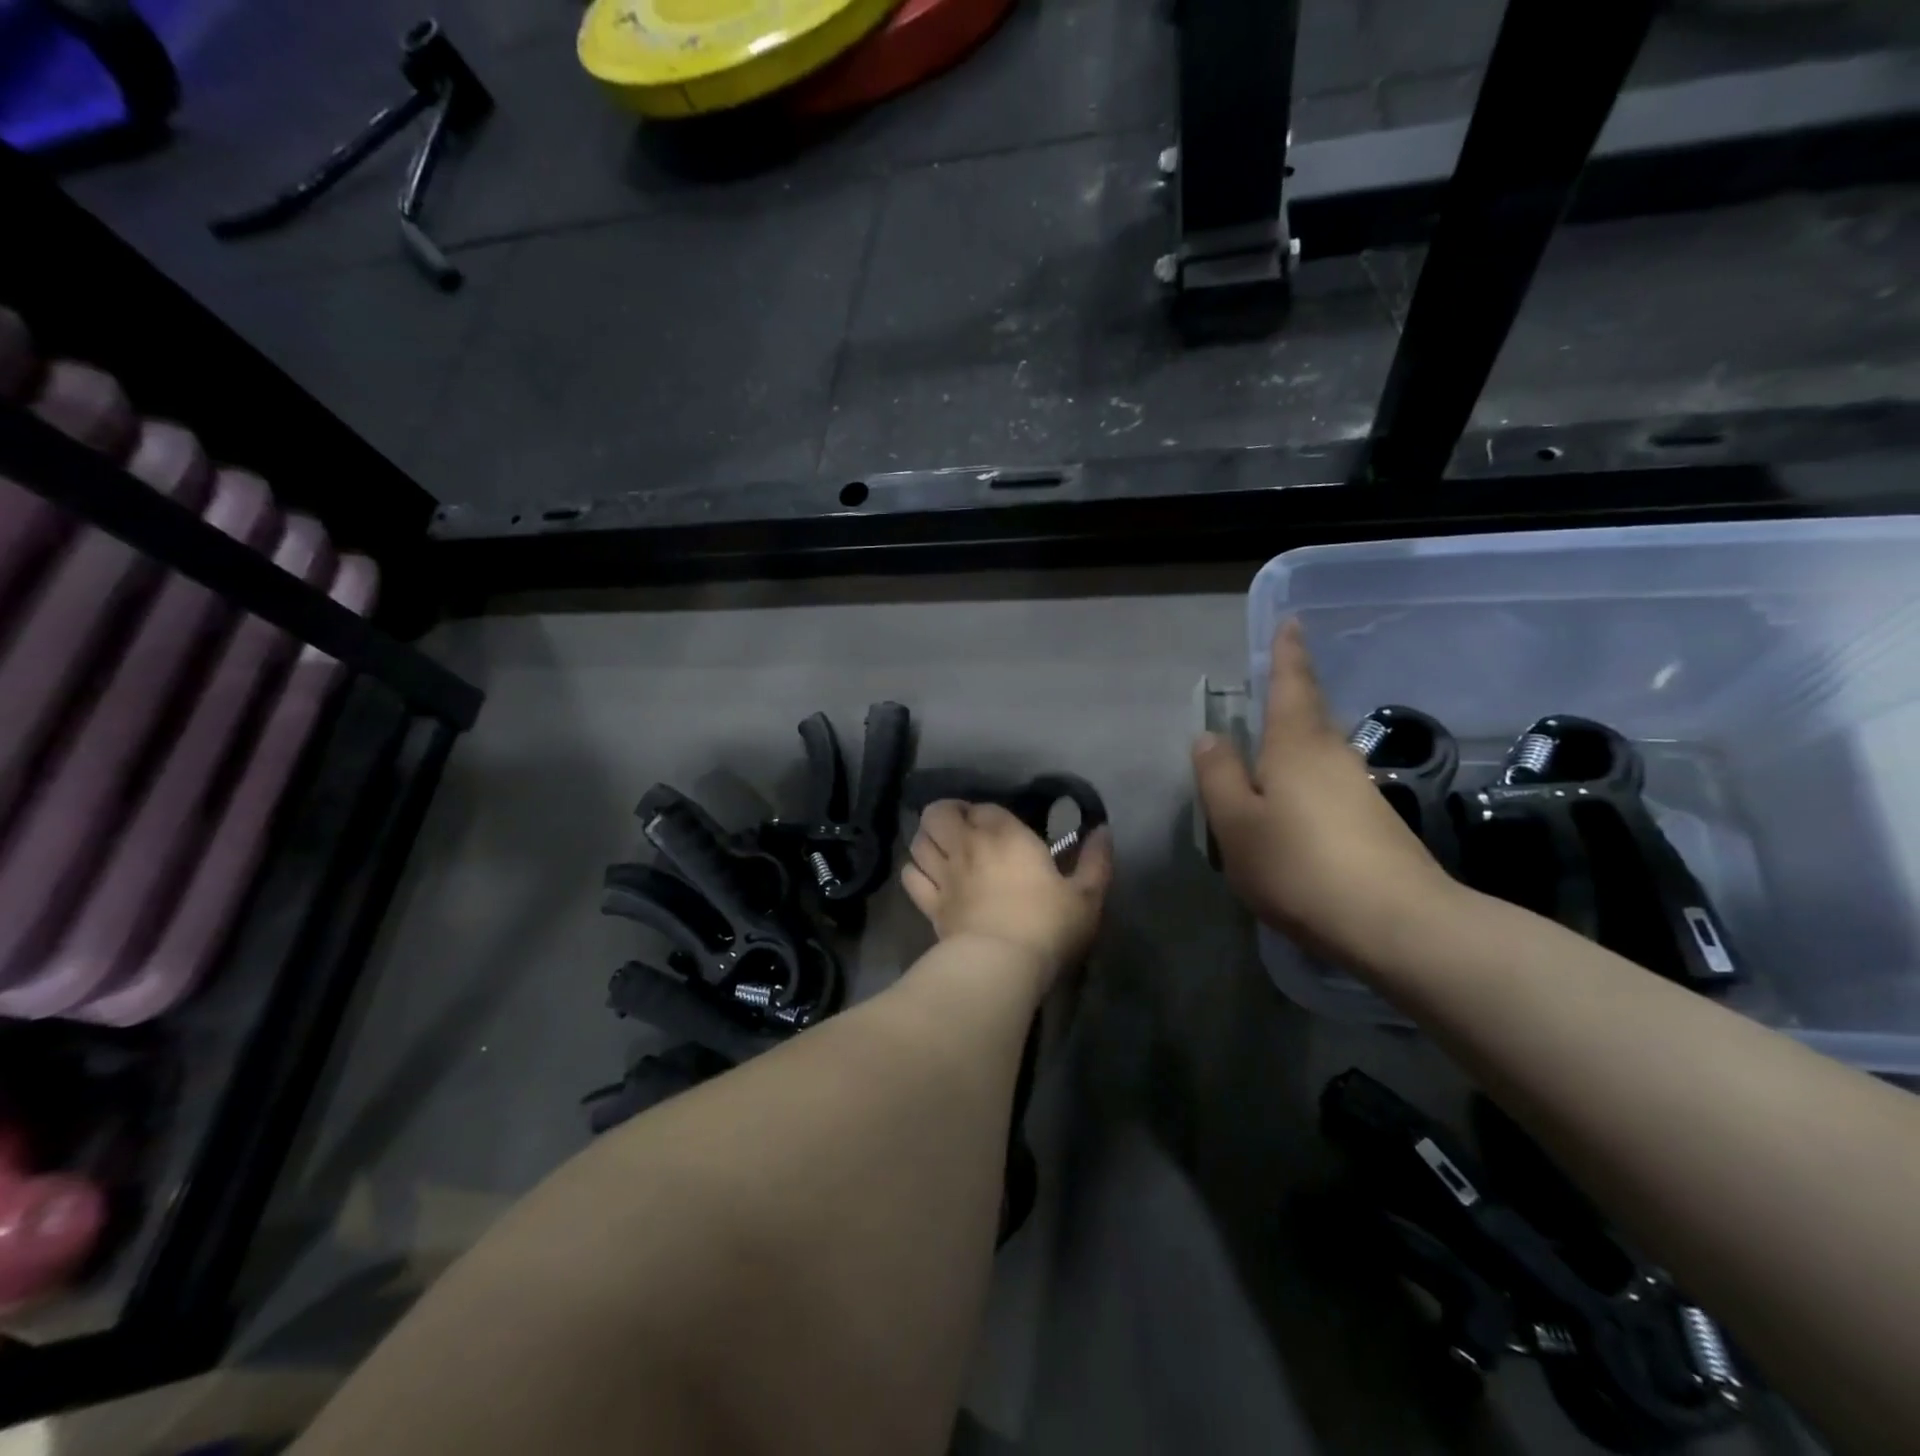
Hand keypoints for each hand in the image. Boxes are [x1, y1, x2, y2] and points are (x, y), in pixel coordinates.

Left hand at [902, 802, 1112, 983]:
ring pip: (918, 841)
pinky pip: (910, 876)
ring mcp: (943, 874)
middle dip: (946, 815)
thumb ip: (1096, 860)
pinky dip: (916, 871)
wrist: (1000, 964)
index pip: (984, 807)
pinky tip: (928, 878)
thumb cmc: (1047, 924)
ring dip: (928, 839)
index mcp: (1004, 835)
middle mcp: (967, 845)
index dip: (988, 814)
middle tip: (963, 830)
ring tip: (942, 849)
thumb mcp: (1087, 895)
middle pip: (938, 813)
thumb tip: (1103, 830)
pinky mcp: (929, 904)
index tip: (1001, 829)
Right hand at [1193, 620, 1456, 966]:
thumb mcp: (1237, 823)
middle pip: (1309, 718)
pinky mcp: (1378, 825)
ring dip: (1295, 751)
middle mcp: (1334, 757)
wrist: (1398, 925)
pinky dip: (1307, 788)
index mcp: (1297, 745)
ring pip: (1319, 757)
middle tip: (1267, 699)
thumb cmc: (1300, 866)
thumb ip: (1219, 777)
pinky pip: (1330, 790)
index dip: (1288, 653)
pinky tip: (1294, 819)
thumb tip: (1210, 737)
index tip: (1292, 621)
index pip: (1292, 684)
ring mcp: (1362, 792)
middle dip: (1290, 703)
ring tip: (1268, 768)